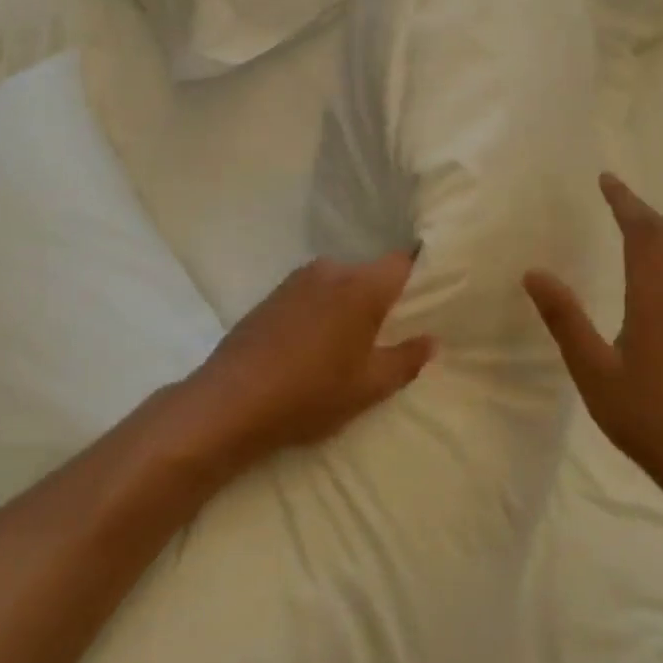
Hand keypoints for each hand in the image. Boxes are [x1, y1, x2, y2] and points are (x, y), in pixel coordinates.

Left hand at [180, 251, 434, 468]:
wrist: (231, 400)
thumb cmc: (311, 393)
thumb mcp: (369, 387)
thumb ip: (406, 360)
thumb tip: (431, 341)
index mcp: (360, 287)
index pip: (401, 262)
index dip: (417, 276)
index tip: (425, 299)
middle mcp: (330, 271)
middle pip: (369, 273)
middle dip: (382, 297)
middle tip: (389, 333)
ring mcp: (296, 280)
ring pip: (338, 283)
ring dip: (348, 304)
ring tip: (349, 343)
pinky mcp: (272, 295)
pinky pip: (312, 293)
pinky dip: (321, 310)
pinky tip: (314, 344)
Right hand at [523, 174, 662, 516]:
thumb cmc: (645, 415)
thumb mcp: (592, 369)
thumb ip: (564, 318)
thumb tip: (534, 273)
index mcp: (656, 298)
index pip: (642, 233)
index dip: (624, 202)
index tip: (607, 179)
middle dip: (642, 210)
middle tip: (614, 195)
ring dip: (658, 230)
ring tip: (631, 222)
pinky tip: (654, 272)